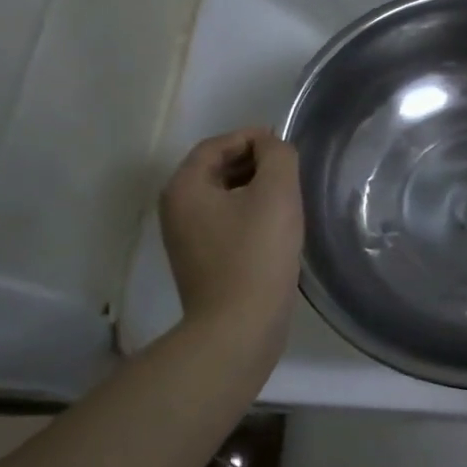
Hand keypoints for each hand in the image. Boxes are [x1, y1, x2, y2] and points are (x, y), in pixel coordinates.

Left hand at [159, 128, 303, 349]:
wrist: (238, 328)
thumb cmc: (257, 253)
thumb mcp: (276, 191)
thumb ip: (277, 155)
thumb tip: (270, 147)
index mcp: (185, 187)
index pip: (217, 144)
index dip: (252, 138)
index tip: (284, 147)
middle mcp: (176, 209)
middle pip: (217, 169)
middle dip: (254, 163)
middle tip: (290, 171)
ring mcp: (185, 239)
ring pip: (223, 197)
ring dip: (254, 189)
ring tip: (288, 197)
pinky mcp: (201, 262)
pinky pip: (225, 223)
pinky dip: (249, 214)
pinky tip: (276, 227)